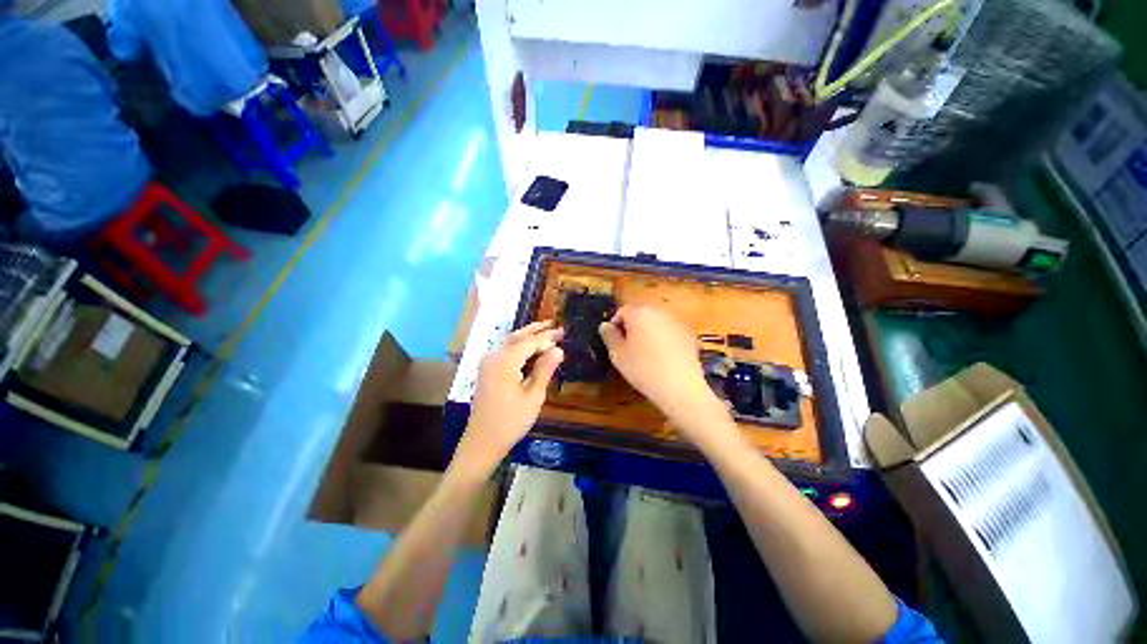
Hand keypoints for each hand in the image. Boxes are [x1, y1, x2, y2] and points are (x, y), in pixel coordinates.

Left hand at [453, 321, 564, 478]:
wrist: (482, 441)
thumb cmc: (511, 421)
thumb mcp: (533, 395)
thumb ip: (545, 369)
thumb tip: (558, 349)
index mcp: (505, 361)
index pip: (530, 342)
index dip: (548, 337)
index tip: (564, 331)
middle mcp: (494, 356)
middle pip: (517, 336)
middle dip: (536, 329)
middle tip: (554, 324)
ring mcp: (488, 363)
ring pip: (510, 342)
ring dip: (527, 336)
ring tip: (545, 331)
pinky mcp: (487, 371)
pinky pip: (505, 351)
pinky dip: (519, 346)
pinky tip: (530, 349)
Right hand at [599, 305, 731, 444]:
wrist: (680, 387)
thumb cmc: (643, 369)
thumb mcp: (618, 355)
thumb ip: (609, 336)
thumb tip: (605, 325)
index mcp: (639, 313)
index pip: (622, 311)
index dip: (615, 325)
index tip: (613, 342)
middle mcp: (659, 312)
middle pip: (640, 314)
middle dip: (632, 327)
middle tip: (627, 348)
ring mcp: (676, 322)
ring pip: (656, 323)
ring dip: (648, 333)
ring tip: (645, 354)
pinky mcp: (689, 335)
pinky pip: (669, 332)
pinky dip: (663, 340)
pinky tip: (662, 359)